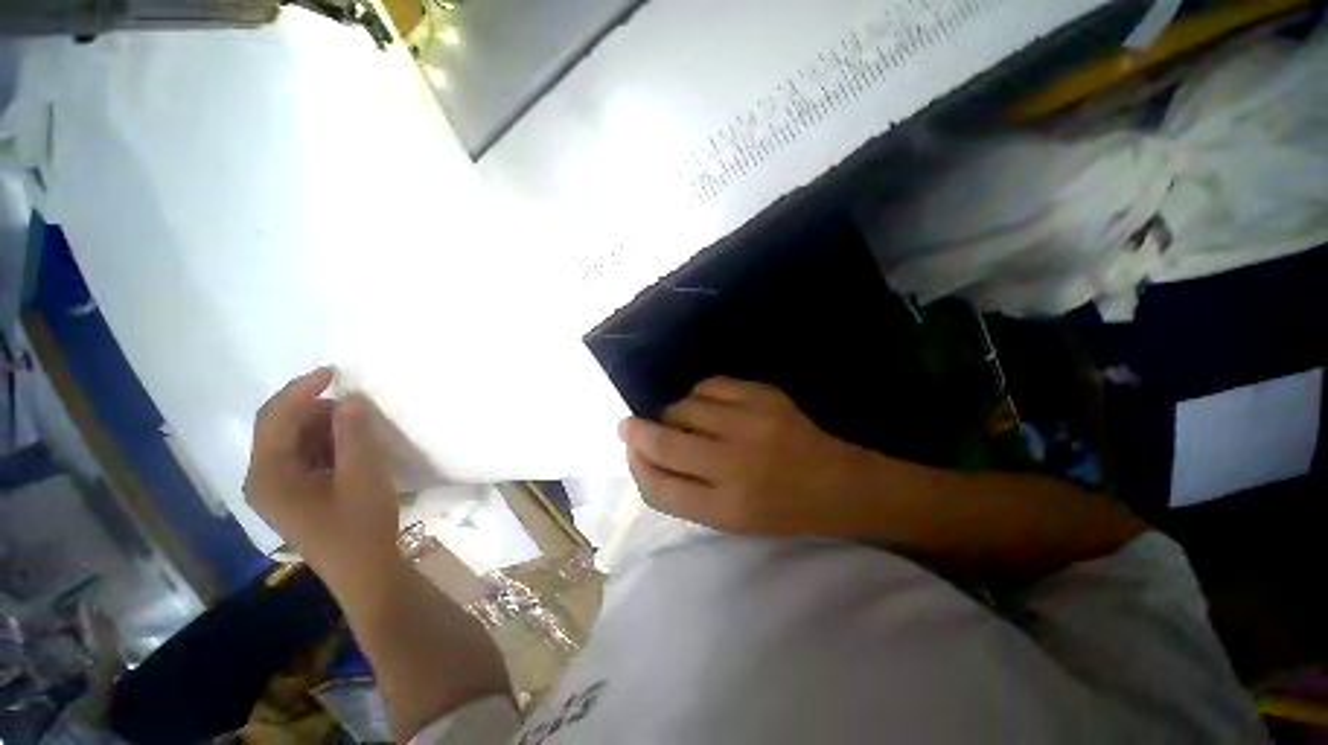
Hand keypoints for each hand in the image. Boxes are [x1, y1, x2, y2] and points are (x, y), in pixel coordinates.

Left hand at [244, 368, 401, 591]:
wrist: (364, 570)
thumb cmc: (360, 523)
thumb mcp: (362, 473)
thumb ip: (353, 433)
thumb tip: (350, 398)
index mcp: (269, 473)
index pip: (275, 418)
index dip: (302, 389)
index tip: (334, 372)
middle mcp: (263, 478)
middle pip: (281, 427)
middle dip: (317, 410)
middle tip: (358, 408)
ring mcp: (277, 489)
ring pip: (294, 441)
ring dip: (324, 427)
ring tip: (359, 428)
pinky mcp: (294, 496)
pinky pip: (304, 457)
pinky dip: (326, 444)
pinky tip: (352, 448)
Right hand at [620, 377, 877, 535]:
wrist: (840, 483)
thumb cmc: (782, 509)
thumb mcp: (732, 519)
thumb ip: (686, 492)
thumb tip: (644, 455)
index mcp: (727, 510)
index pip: (659, 488)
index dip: (635, 467)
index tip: (629, 451)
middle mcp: (735, 466)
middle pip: (664, 444)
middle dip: (637, 432)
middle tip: (629, 425)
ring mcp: (751, 425)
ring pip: (683, 408)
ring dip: (673, 414)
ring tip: (686, 422)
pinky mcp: (764, 396)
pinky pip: (709, 386)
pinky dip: (698, 395)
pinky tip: (707, 406)